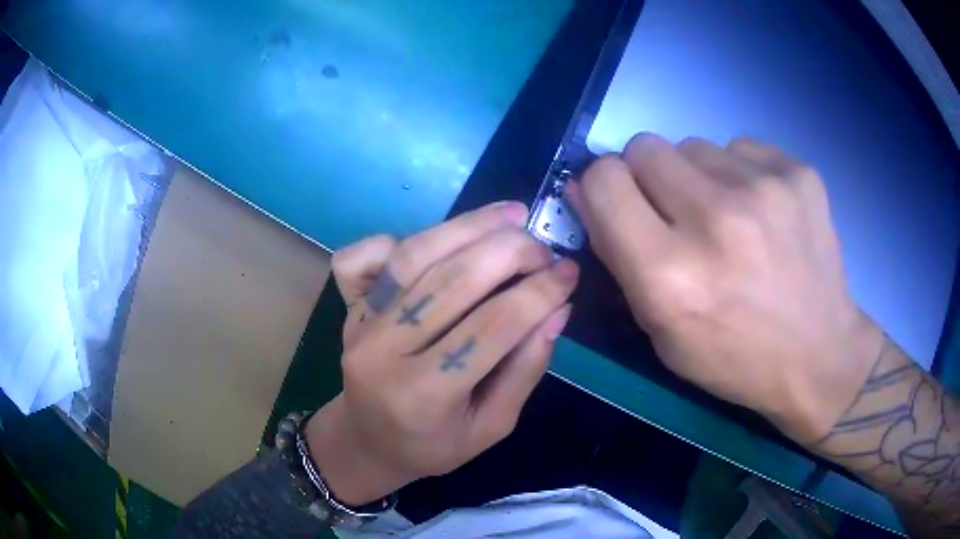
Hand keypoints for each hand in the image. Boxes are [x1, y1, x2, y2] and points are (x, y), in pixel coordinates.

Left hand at [305, 202, 577, 504]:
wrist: (367, 440)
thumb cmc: (433, 445)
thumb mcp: (491, 427)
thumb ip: (524, 370)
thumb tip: (557, 310)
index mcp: (423, 395)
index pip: (491, 328)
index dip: (538, 294)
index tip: (570, 273)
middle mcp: (383, 352)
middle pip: (451, 281)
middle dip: (509, 252)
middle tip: (544, 246)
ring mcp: (359, 324)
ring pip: (414, 257)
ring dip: (468, 226)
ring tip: (512, 216)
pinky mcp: (347, 306)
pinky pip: (366, 256)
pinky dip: (402, 238)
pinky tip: (443, 238)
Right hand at [568, 134, 882, 442]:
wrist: (819, 354)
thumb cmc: (734, 357)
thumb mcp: (661, 331)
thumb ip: (617, 256)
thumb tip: (584, 189)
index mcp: (671, 274)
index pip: (604, 180)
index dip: (604, 188)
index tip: (622, 205)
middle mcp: (716, 219)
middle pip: (644, 146)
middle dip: (648, 176)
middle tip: (678, 213)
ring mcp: (764, 188)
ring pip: (694, 144)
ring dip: (698, 175)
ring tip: (728, 218)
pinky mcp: (798, 173)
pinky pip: (740, 148)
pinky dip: (739, 172)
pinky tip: (762, 212)